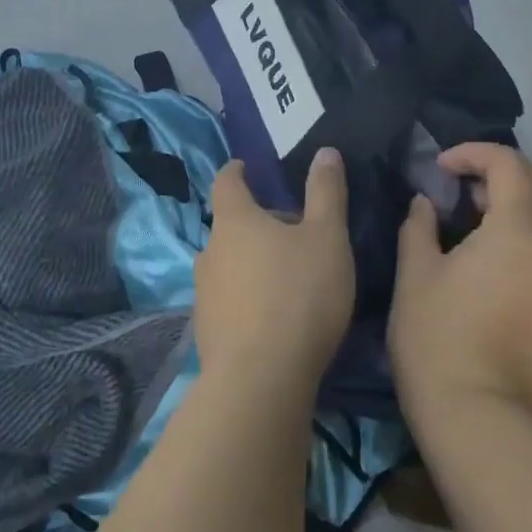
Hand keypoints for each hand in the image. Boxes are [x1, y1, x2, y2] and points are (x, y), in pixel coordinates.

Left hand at [195, 148, 355, 397]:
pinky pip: (229, 299)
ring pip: (229, 264)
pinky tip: (273, 316)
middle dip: (257, 223)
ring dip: (252, 262)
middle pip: (230, 225)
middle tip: (293, 231)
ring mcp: (204, 293)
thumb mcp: (327, 237)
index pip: (226, 181)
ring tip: (286, 276)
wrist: (261, 380)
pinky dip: (248, 297)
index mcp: (234, 220)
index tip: (247, 167)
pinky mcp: (207, 330)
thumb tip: (325, 151)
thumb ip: (326, 192)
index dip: (237, 171)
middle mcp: (210, 251)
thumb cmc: (299, 295)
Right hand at [390, 143, 531, 428]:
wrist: (481, 421)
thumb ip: (420, 225)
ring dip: (516, 220)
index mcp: (520, 227)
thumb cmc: (438, 338)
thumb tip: (426, 203)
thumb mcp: (415, 274)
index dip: (473, 154)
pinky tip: (503, 283)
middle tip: (457, 201)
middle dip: (495, 184)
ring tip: (478, 241)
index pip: (508, 164)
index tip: (442, 169)